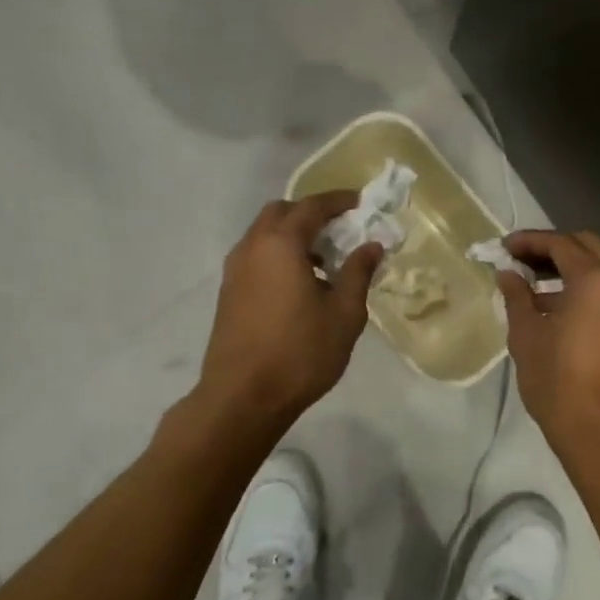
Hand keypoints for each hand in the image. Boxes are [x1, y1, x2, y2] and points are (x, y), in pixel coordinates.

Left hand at [198, 193, 382, 431]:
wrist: (242, 398)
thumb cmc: (300, 353)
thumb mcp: (344, 314)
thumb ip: (358, 273)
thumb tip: (371, 245)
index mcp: (281, 244)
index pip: (311, 207)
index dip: (337, 201)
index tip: (359, 203)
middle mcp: (252, 247)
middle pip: (281, 213)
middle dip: (310, 213)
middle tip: (339, 229)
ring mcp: (235, 270)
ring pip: (264, 234)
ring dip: (292, 235)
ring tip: (323, 260)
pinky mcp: (228, 292)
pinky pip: (256, 256)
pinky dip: (278, 254)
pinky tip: (299, 284)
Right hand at [497, 230, 599, 476]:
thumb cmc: (557, 379)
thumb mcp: (526, 334)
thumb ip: (517, 296)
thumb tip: (508, 275)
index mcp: (595, 280)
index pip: (560, 243)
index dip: (529, 241)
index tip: (503, 247)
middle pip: (585, 248)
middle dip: (551, 248)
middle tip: (519, 259)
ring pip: (597, 270)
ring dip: (566, 269)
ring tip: (529, 283)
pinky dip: (579, 289)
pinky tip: (550, 307)